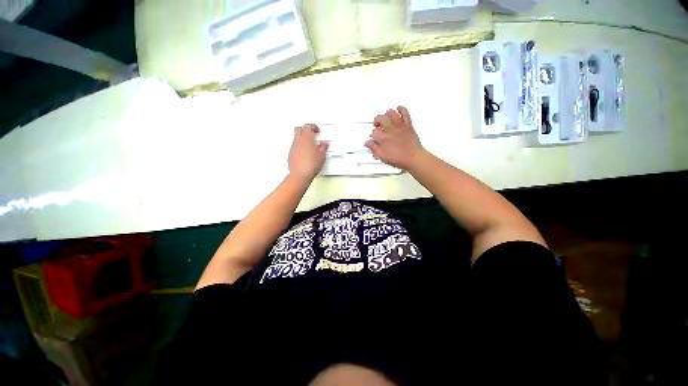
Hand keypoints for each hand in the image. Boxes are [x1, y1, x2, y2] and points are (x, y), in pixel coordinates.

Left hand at [288, 124, 328, 180]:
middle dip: (305, 129)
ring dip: (302, 138)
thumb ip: (323, 147)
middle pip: (299, 128)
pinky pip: (294, 146)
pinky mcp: (291, 154)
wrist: (300, 175)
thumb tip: (324, 144)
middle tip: (311, 133)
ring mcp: (293, 147)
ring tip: (309, 144)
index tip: (317, 130)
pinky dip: (299, 146)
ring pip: (296, 137)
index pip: (308, 126)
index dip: (313, 127)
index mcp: (307, 138)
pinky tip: (305, 153)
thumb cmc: (310, 165)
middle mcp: (298, 141)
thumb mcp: (322, 156)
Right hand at [365, 106, 423, 169]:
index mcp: (383, 138)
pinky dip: (401, 109)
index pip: (374, 132)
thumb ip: (374, 149)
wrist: (413, 158)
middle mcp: (390, 130)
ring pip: (391, 114)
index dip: (373, 134)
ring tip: (385, 116)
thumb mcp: (383, 157)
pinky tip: (399, 109)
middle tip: (376, 124)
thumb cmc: (400, 159)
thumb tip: (368, 144)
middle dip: (377, 120)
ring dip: (387, 114)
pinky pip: (405, 114)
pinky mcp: (408, 126)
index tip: (373, 137)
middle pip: (380, 119)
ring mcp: (399, 127)